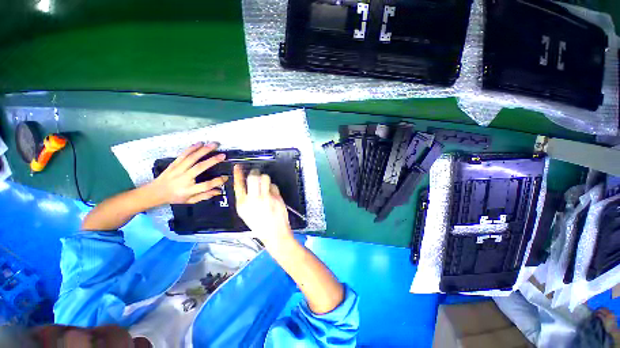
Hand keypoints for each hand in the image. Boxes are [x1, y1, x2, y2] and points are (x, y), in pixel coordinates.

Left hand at [148, 142, 227, 204]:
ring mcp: (177, 170)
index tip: (226, 177)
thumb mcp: (191, 200)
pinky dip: (192, 148)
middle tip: (223, 155)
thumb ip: (205, 195)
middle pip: (199, 168)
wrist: (155, 192)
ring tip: (214, 144)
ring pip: (192, 158)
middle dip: (212, 161)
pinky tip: (200, 143)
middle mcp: (183, 179)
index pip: (206, 185)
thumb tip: (219, 190)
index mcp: (189, 190)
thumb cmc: (176, 197)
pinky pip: (183, 155)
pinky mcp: (173, 164)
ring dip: (204, 150)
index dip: (217, 181)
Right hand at [233, 165, 293, 248]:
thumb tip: (247, 185)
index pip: (238, 184)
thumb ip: (245, 199)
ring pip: (264, 178)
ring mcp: (265, 197)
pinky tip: (272, 194)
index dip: (238, 173)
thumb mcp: (246, 214)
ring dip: (265, 178)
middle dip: (254, 173)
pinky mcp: (276, 197)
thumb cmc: (260, 225)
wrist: (275, 233)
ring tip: (265, 184)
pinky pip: (274, 185)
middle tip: (256, 173)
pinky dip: (273, 187)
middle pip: (252, 177)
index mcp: (242, 205)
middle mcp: (253, 199)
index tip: (238, 166)